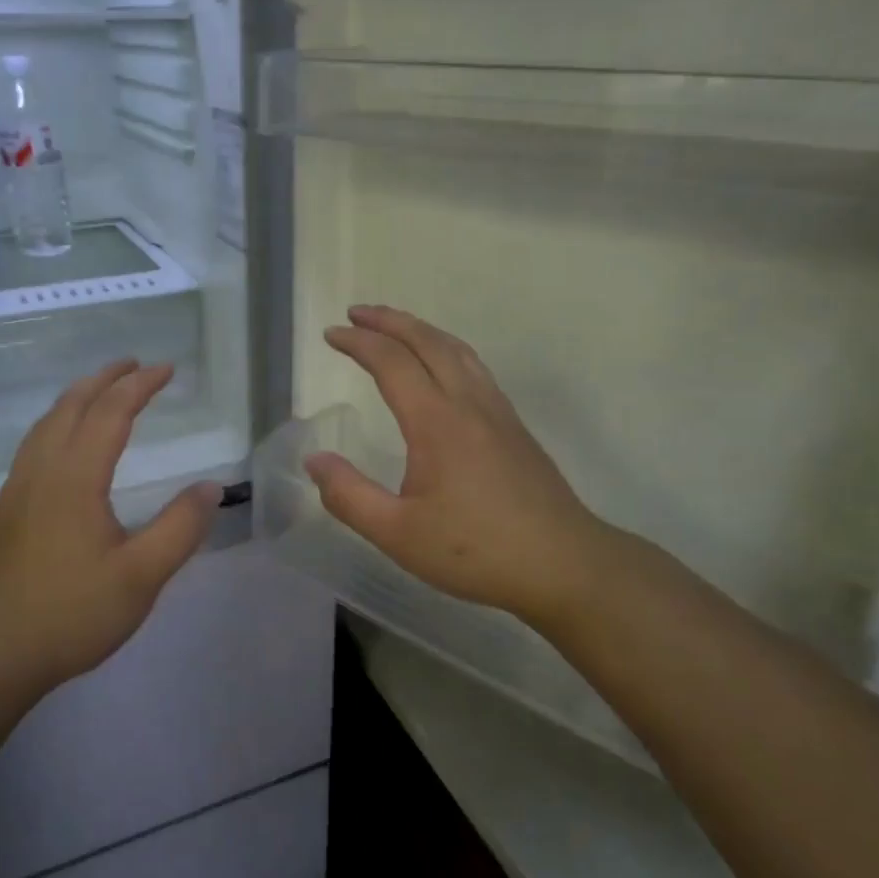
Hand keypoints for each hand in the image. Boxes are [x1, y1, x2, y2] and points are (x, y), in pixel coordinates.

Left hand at [0, 360, 219, 689]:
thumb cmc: (70, 615)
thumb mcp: (141, 576)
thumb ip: (179, 528)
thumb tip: (211, 486)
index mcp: (75, 477)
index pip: (111, 412)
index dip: (140, 385)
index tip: (167, 369)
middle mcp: (42, 471)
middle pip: (71, 406)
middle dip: (105, 379)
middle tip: (134, 365)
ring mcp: (17, 490)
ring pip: (46, 423)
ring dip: (77, 397)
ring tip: (101, 391)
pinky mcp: (5, 511)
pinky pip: (34, 444)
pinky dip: (57, 422)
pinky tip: (64, 444)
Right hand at [307, 306, 627, 627]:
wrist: (564, 565)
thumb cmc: (476, 551)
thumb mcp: (397, 534)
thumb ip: (349, 496)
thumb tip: (314, 460)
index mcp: (436, 422)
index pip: (392, 362)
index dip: (359, 342)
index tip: (331, 334)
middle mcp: (468, 403)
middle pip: (428, 342)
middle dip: (389, 321)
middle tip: (356, 312)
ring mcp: (497, 411)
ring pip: (457, 350)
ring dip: (421, 330)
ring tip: (395, 326)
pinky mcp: (514, 426)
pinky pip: (475, 367)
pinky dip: (447, 349)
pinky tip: (443, 366)